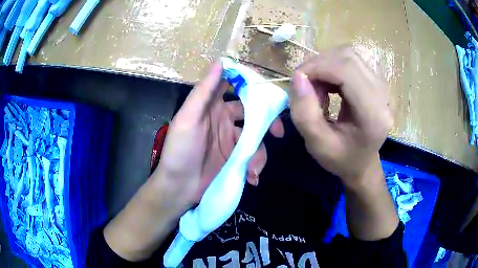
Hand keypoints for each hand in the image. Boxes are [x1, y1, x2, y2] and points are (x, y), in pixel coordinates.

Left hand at [152, 62, 283, 208]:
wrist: (179, 187)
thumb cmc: (180, 150)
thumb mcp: (188, 118)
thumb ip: (204, 91)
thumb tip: (221, 61)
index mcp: (211, 104)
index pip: (233, 85)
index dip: (250, 83)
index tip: (268, 89)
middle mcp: (223, 118)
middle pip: (252, 110)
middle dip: (267, 120)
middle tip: (278, 131)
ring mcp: (230, 138)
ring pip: (255, 135)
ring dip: (259, 151)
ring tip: (252, 168)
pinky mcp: (235, 156)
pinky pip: (252, 154)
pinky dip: (255, 164)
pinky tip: (250, 175)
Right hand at [289, 47, 392, 188]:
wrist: (363, 163)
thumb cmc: (341, 159)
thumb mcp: (316, 144)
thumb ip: (304, 112)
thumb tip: (298, 76)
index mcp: (373, 114)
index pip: (346, 71)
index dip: (317, 67)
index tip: (297, 79)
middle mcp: (383, 95)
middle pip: (348, 58)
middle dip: (319, 64)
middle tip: (305, 84)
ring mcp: (382, 86)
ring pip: (349, 55)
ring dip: (326, 65)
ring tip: (317, 88)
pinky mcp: (377, 81)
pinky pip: (352, 61)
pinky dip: (333, 67)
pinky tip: (328, 86)